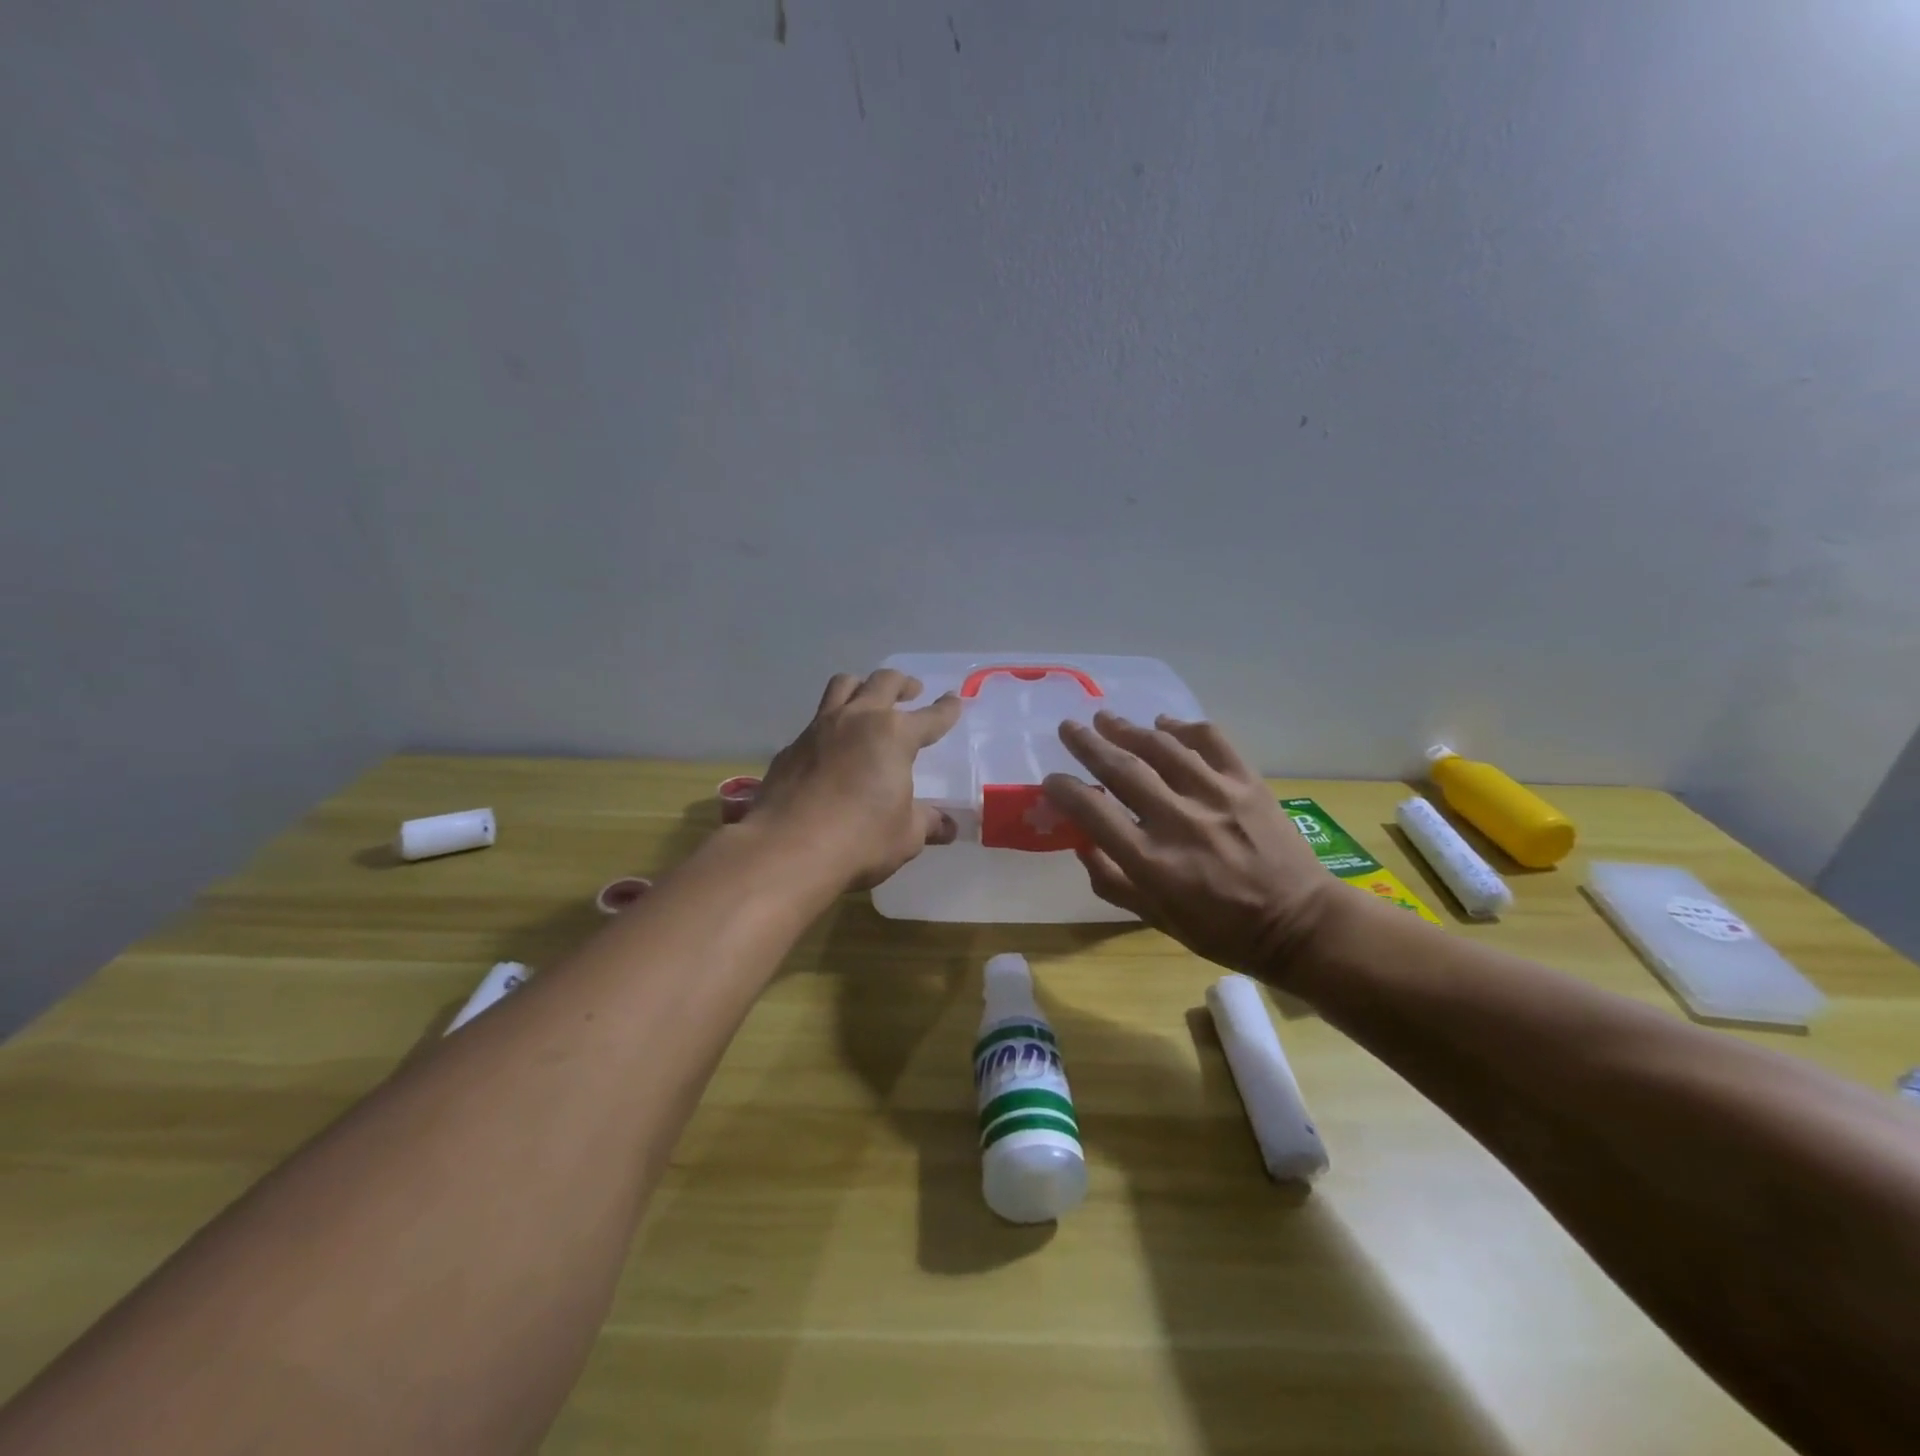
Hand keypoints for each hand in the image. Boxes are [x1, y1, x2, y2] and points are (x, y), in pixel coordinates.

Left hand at [751, 670, 963, 890]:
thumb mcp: (906, 836)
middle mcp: (858, 719)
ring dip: (862, 686)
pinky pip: (815, 721)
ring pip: (843, 686)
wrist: (787, 849)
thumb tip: (947, 826)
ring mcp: (819, 729)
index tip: (954, 700)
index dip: (946, 709)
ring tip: (868, 700)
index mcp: (894, 735)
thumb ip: (927, 823)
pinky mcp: (791, 747)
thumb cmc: (860, 839)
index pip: (930, 716)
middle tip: (912, 690)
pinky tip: (832, 746)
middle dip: (903, 683)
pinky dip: (831, 724)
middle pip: (883, 682)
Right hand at [1042, 712, 1351, 976]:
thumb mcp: (1156, 919)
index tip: (1051, 779)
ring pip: (1162, 747)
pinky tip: (1165, 724)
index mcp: (1152, 861)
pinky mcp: (1248, 782)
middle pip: (1122, 768)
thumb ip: (1113, 881)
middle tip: (1069, 727)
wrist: (1299, 924)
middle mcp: (1179, 820)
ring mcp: (1217, 796)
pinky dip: (1184, 727)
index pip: (1093, 811)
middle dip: (1088, 744)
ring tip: (1106, 719)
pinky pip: (1211, 740)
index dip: (1064, 790)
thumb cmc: (1222, 930)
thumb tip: (1081, 843)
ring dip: (1128, 729)